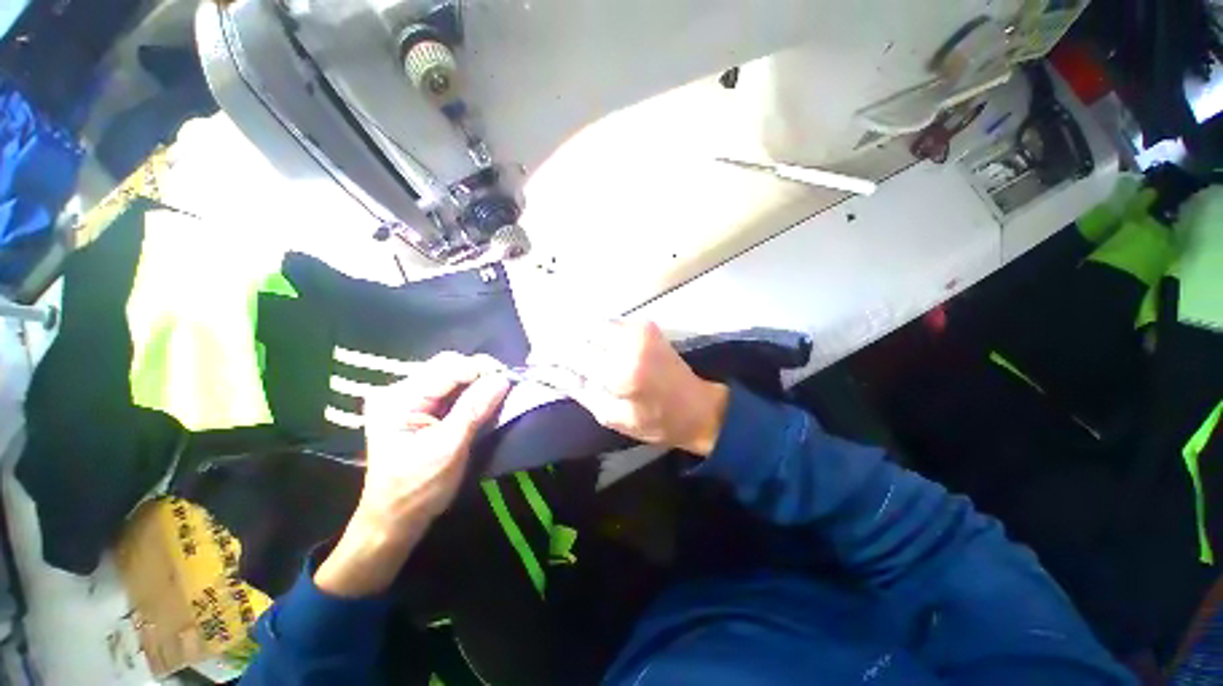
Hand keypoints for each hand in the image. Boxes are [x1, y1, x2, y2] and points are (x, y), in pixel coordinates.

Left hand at [316, 353, 510, 596]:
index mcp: (399, 399)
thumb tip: (503, 379)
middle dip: (480, 372)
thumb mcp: (449, 447)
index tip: (510, 378)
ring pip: (451, 375)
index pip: (448, 368)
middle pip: (448, 366)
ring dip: (477, 381)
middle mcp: (399, 391)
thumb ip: (475, 409)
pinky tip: (483, 399)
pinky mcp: (417, 408)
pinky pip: (449, 389)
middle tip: (505, 386)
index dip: (482, 368)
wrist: (395, 520)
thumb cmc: (419, 488)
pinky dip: (470, 392)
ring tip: (498, 391)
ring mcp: (407, 398)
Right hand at [533, 321, 728, 455]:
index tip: (534, 361)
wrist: (697, 406)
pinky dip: (595, 334)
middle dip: (560, 341)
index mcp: (620, 371)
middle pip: (578, 329)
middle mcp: (629, 341)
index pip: (570, 352)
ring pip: (593, 322)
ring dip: (577, 336)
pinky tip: (592, 348)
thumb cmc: (655, 421)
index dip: (547, 354)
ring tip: (569, 354)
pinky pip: (609, 323)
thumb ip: (578, 389)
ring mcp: (639, 328)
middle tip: (551, 357)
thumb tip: (548, 371)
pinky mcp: (646, 324)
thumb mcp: (612, 416)